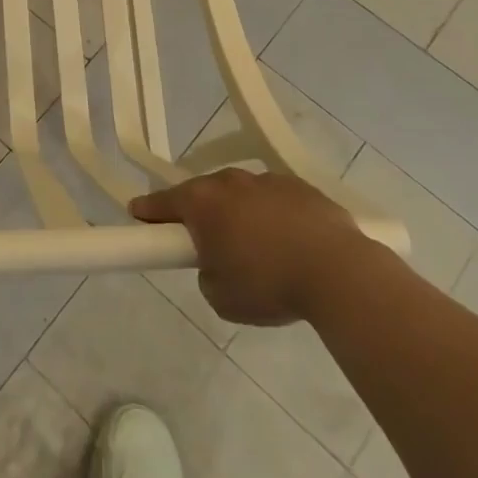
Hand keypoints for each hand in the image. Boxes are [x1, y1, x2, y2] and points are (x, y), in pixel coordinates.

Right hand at [130, 170, 364, 326]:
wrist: (340, 273)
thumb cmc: (269, 285)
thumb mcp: (220, 297)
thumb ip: (206, 275)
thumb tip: (216, 264)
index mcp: (202, 202)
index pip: (162, 202)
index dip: (147, 211)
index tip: (138, 215)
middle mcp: (229, 182)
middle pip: (203, 194)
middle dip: (201, 215)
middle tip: (207, 244)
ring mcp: (267, 180)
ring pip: (241, 195)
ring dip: (240, 214)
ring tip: (258, 249)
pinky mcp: (301, 187)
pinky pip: (275, 200)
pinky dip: (274, 216)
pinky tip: (290, 243)